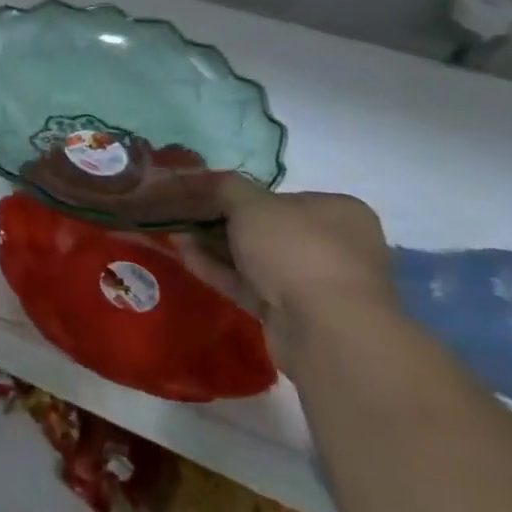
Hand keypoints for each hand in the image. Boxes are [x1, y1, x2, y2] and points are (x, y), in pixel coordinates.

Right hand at [175, 175, 396, 373]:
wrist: (326, 331)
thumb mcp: (252, 204)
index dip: (238, 194)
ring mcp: (314, 283)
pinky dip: (219, 270)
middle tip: (184, 215)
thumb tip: (209, 181)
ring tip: (175, 233)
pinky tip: (185, 256)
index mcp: (337, 212)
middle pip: (264, 228)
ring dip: (214, 246)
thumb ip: (226, 187)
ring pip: (254, 258)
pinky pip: (250, 285)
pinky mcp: (294, 314)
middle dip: (220, 221)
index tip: (203, 194)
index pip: (280, 196)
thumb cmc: (296, 250)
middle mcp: (333, 245)